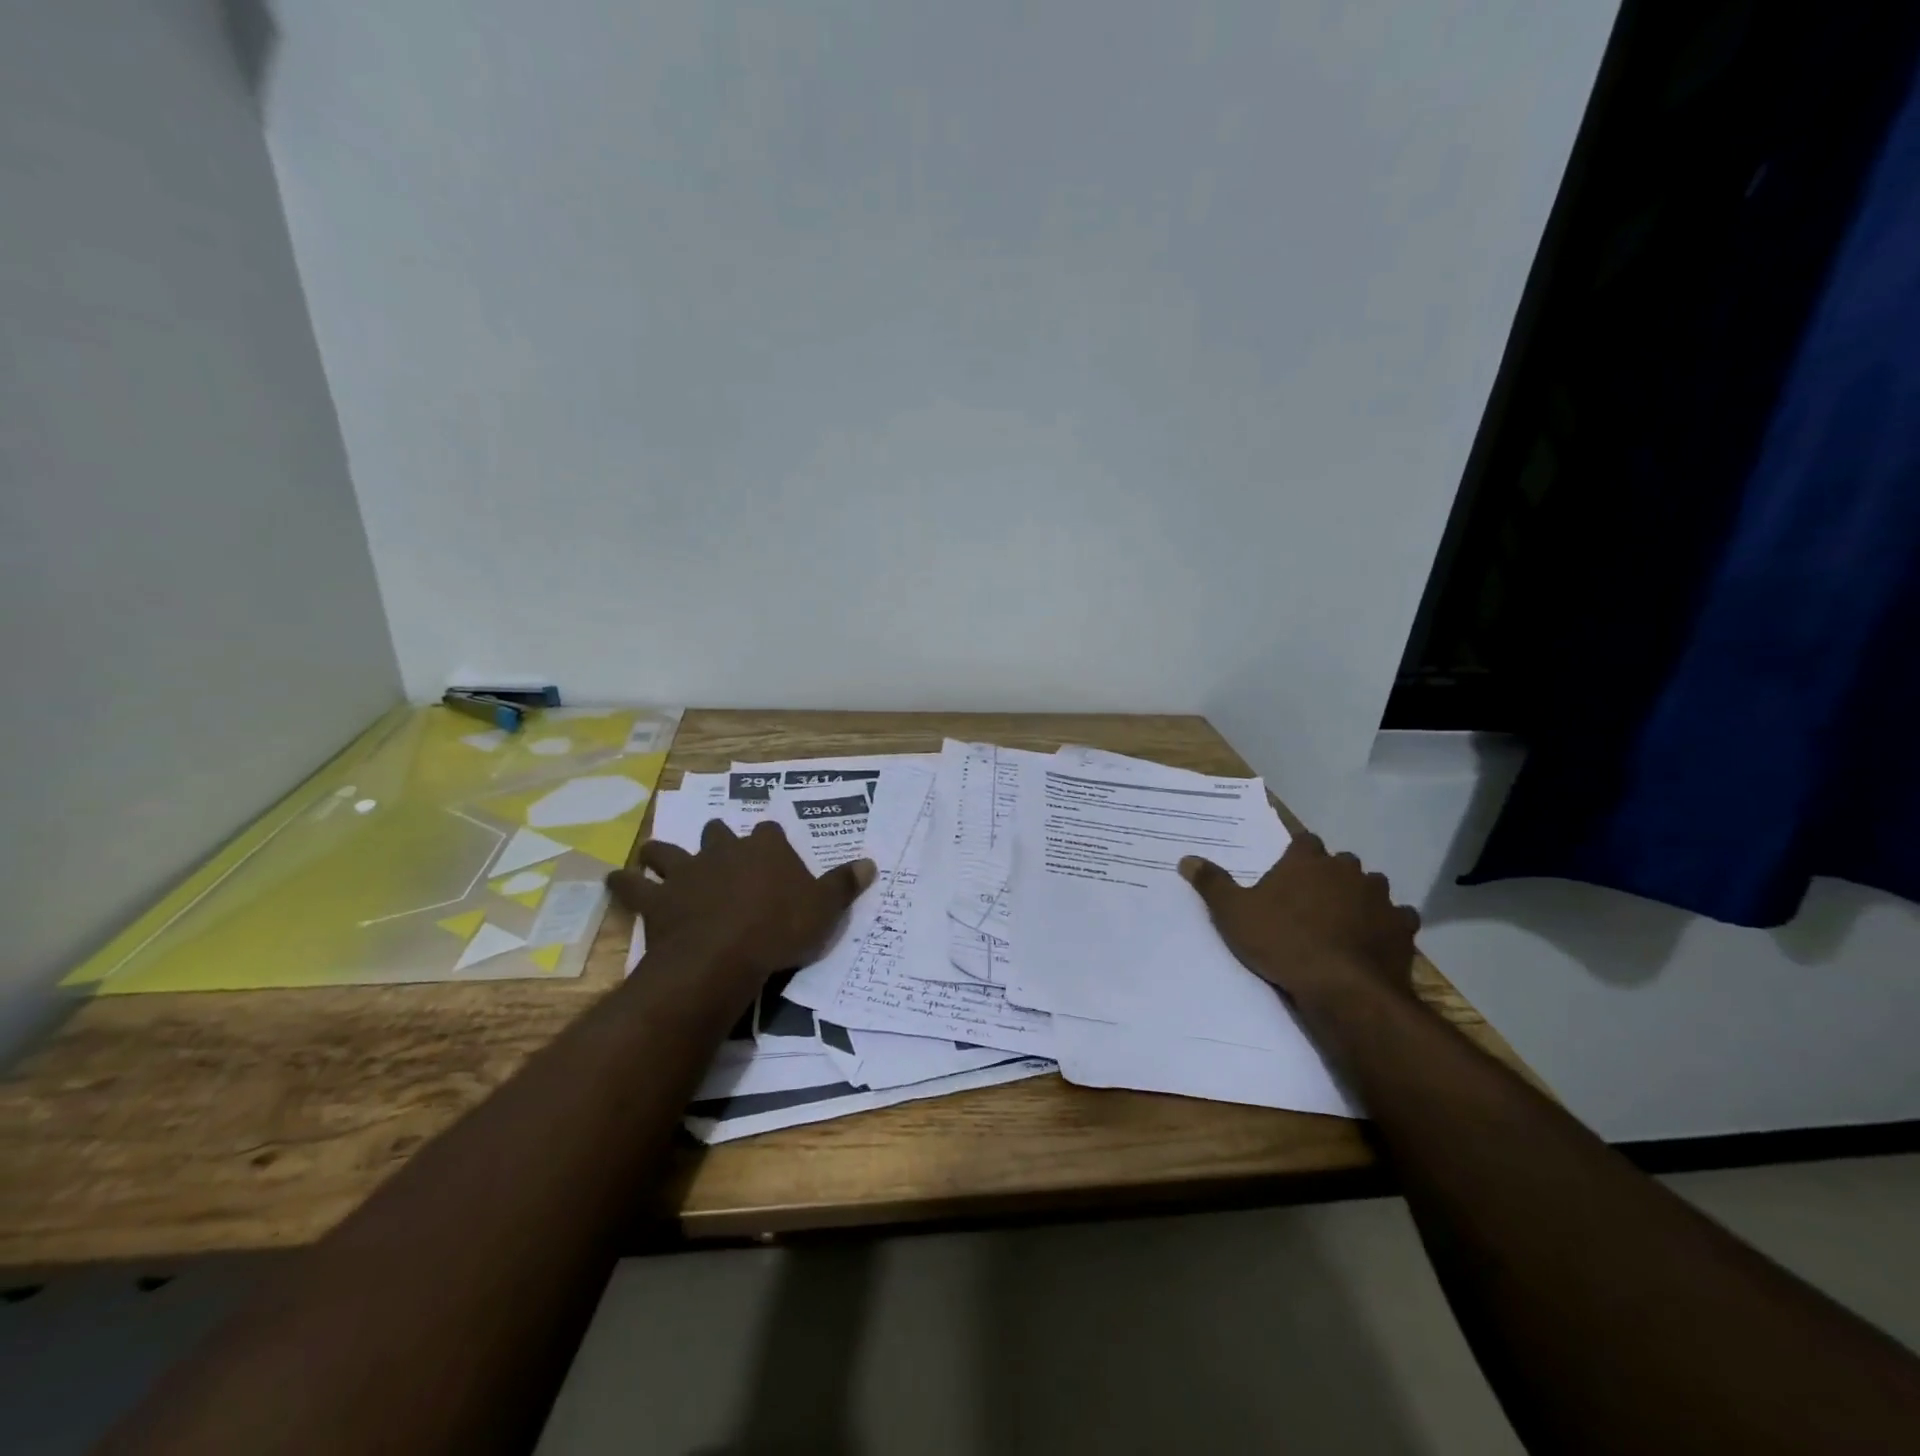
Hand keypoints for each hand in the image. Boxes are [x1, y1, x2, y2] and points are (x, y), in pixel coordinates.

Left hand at [607, 820, 875, 979]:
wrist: (724, 954)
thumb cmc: (780, 929)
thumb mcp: (825, 908)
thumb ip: (845, 884)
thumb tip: (871, 863)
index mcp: (764, 848)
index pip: (769, 832)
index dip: (770, 841)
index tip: (772, 849)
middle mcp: (723, 851)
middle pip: (717, 833)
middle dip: (717, 839)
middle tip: (718, 849)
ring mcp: (687, 872)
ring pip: (669, 852)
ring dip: (662, 854)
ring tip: (656, 855)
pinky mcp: (658, 900)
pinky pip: (633, 887)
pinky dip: (623, 883)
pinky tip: (613, 879)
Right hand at [1179, 833, 1419, 1006]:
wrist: (1341, 987)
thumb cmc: (1281, 942)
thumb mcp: (1233, 913)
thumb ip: (1212, 883)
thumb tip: (1186, 859)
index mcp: (1306, 860)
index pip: (1304, 841)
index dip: (1297, 854)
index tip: (1288, 871)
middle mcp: (1347, 870)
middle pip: (1340, 863)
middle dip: (1329, 876)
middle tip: (1310, 901)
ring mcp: (1379, 897)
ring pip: (1371, 887)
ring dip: (1360, 898)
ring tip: (1342, 921)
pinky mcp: (1401, 927)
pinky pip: (1398, 918)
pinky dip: (1388, 925)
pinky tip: (1374, 940)